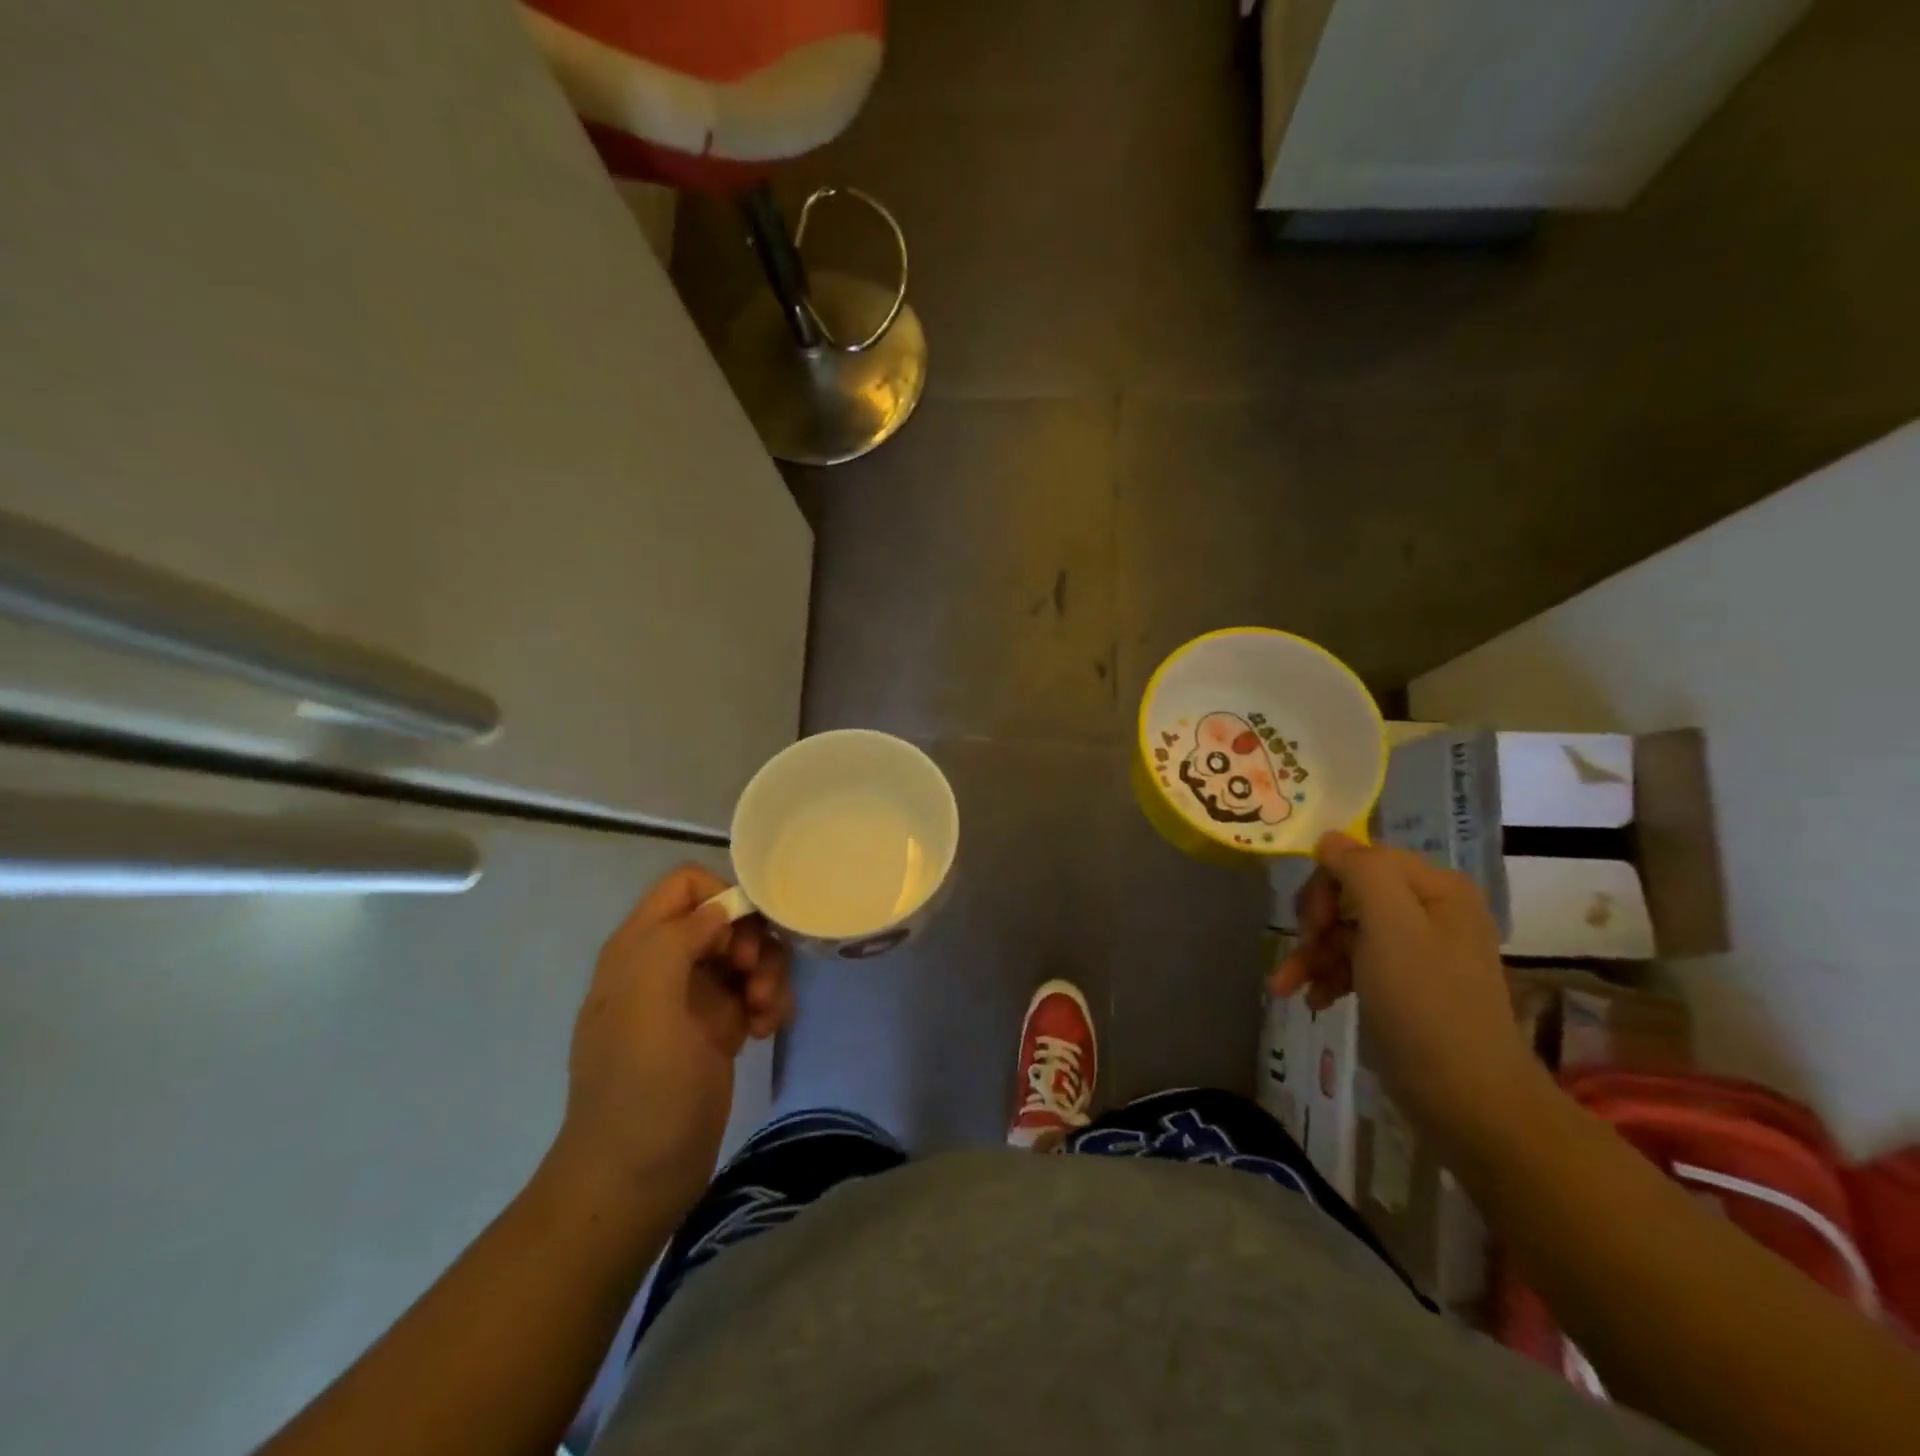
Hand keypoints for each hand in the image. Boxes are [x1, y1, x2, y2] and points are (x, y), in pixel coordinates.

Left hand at [552, 864, 793, 1209]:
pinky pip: (754, 991)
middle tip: (755, 976)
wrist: (636, 1179)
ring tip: (766, 1011)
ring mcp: (694, 998)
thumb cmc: (640, 1088)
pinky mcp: (718, 1029)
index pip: (686, 885)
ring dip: (767, 973)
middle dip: (753, 939)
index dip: (722, 896)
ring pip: (746, 953)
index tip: (743, 934)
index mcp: (639, 948)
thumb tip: (720, 909)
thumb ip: (676, 940)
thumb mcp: (647, 1005)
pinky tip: (766, 1030)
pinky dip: (769, 1002)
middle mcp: (666, 964)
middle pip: (725, 917)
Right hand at [1268, 832, 1544, 1149]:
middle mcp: (1431, 910)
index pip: (1360, 858)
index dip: (1325, 885)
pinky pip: (1355, 963)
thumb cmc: (1425, 1005)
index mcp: (1435, 888)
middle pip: (1348, 894)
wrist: (1469, 1101)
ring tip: (1285, 987)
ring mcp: (1419, 950)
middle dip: (1315, 924)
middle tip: (1301, 953)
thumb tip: (1329, 839)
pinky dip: (1327, 976)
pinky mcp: (1406, 985)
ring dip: (1311, 954)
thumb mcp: (1391, 926)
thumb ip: (1361, 870)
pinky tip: (1312, 1000)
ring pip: (1345, 931)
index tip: (1309, 925)